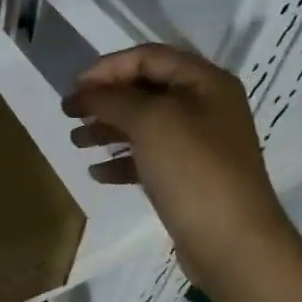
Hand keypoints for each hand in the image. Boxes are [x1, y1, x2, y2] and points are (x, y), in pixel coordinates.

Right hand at [64, 45, 293, 288]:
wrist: (232, 243)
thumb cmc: (193, 170)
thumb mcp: (150, 122)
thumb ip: (112, 99)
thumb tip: (83, 93)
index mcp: (205, 82)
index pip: (148, 57)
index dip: (107, 68)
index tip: (74, 88)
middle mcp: (205, 107)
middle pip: (144, 90)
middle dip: (104, 100)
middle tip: (69, 115)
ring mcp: (198, 144)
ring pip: (143, 125)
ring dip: (107, 129)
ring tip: (76, 143)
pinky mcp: (188, 177)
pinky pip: (148, 158)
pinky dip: (121, 160)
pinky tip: (97, 172)